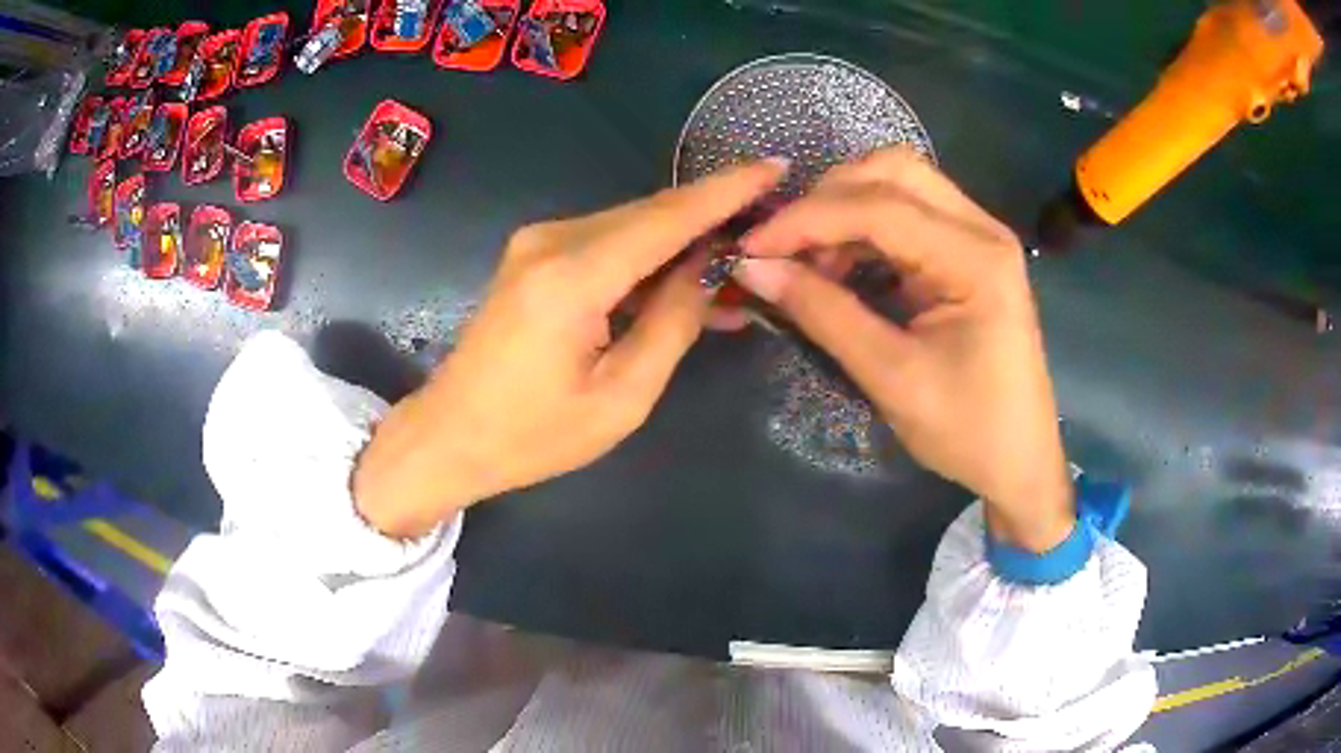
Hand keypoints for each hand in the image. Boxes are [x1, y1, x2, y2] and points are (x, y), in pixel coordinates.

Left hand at [353, 160, 787, 537]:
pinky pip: (607, 243)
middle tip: (769, 233)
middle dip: (713, 218)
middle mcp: (552, 240)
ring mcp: (538, 243)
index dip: (727, 190)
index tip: (775, 166)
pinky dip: (649, 257)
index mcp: (572, 276)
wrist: (449, 435)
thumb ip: (671, 324)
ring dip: (683, 243)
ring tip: (735, 271)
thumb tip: (710, 270)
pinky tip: (683, 281)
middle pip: (652, 214)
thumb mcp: (621, 397)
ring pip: (632, 225)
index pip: (668, 217)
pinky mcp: (534, 256)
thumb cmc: (532, 436)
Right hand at [735, 147, 1073, 551]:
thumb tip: (752, 268)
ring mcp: (978, 236)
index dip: (808, 219)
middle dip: (828, 196)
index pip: (879, 208)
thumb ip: (823, 313)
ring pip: (900, 183)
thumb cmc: (967, 430)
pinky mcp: (968, 252)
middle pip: (894, 170)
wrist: (1019, 460)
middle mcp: (982, 230)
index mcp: (976, 260)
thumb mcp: (892, 377)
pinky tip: (841, 265)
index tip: (752, 247)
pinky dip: (864, 228)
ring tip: (810, 261)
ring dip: (845, 209)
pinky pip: (908, 213)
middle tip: (785, 245)